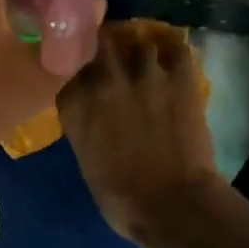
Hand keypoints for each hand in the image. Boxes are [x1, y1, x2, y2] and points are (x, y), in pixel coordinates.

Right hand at [58, 21, 226, 247]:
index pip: (67, 67)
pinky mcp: (181, 77)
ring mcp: (144, 74)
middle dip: (103, 48)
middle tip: (111, 58)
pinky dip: (173, 53)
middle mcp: (104, 81)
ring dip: (139, 53)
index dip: (75, 69)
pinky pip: (176, 48)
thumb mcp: (86, 160)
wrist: (171, 204)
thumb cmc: (121, 198)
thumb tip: (92, 112)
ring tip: (145, 63)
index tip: (80, 74)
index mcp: (75, 106)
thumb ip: (84, 125)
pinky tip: (172, 62)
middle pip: (98, 43)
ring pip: (138, 43)